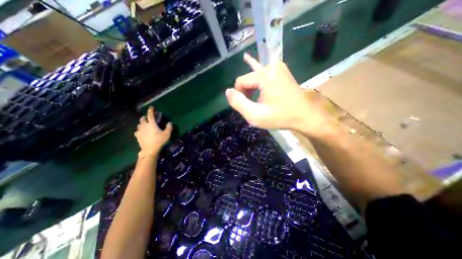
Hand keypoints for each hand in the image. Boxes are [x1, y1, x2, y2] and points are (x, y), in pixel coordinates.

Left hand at [136, 107, 174, 155]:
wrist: (150, 150)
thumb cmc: (159, 141)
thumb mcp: (167, 134)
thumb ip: (169, 127)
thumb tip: (169, 122)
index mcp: (151, 124)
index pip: (150, 115)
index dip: (151, 110)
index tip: (151, 107)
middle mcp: (144, 126)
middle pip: (142, 119)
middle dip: (144, 117)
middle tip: (148, 119)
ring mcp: (140, 131)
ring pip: (139, 125)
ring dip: (142, 124)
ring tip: (145, 126)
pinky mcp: (137, 136)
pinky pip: (137, 131)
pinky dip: (139, 130)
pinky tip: (142, 133)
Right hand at [225, 54, 329, 135]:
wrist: (305, 115)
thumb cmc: (280, 117)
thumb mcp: (255, 115)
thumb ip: (238, 103)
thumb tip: (228, 91)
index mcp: (264, 76)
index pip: (240, 81)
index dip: (239, 95)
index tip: (247, 106)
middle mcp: (271, 67)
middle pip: (248, 78)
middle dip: (246, 92)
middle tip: (254, 105)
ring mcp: (278, 67)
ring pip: (254, 76)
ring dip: (252, 88)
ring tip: (254, 98)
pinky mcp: (281, 70)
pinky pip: (264, 70)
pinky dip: (256, 71)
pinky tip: (247, 59)